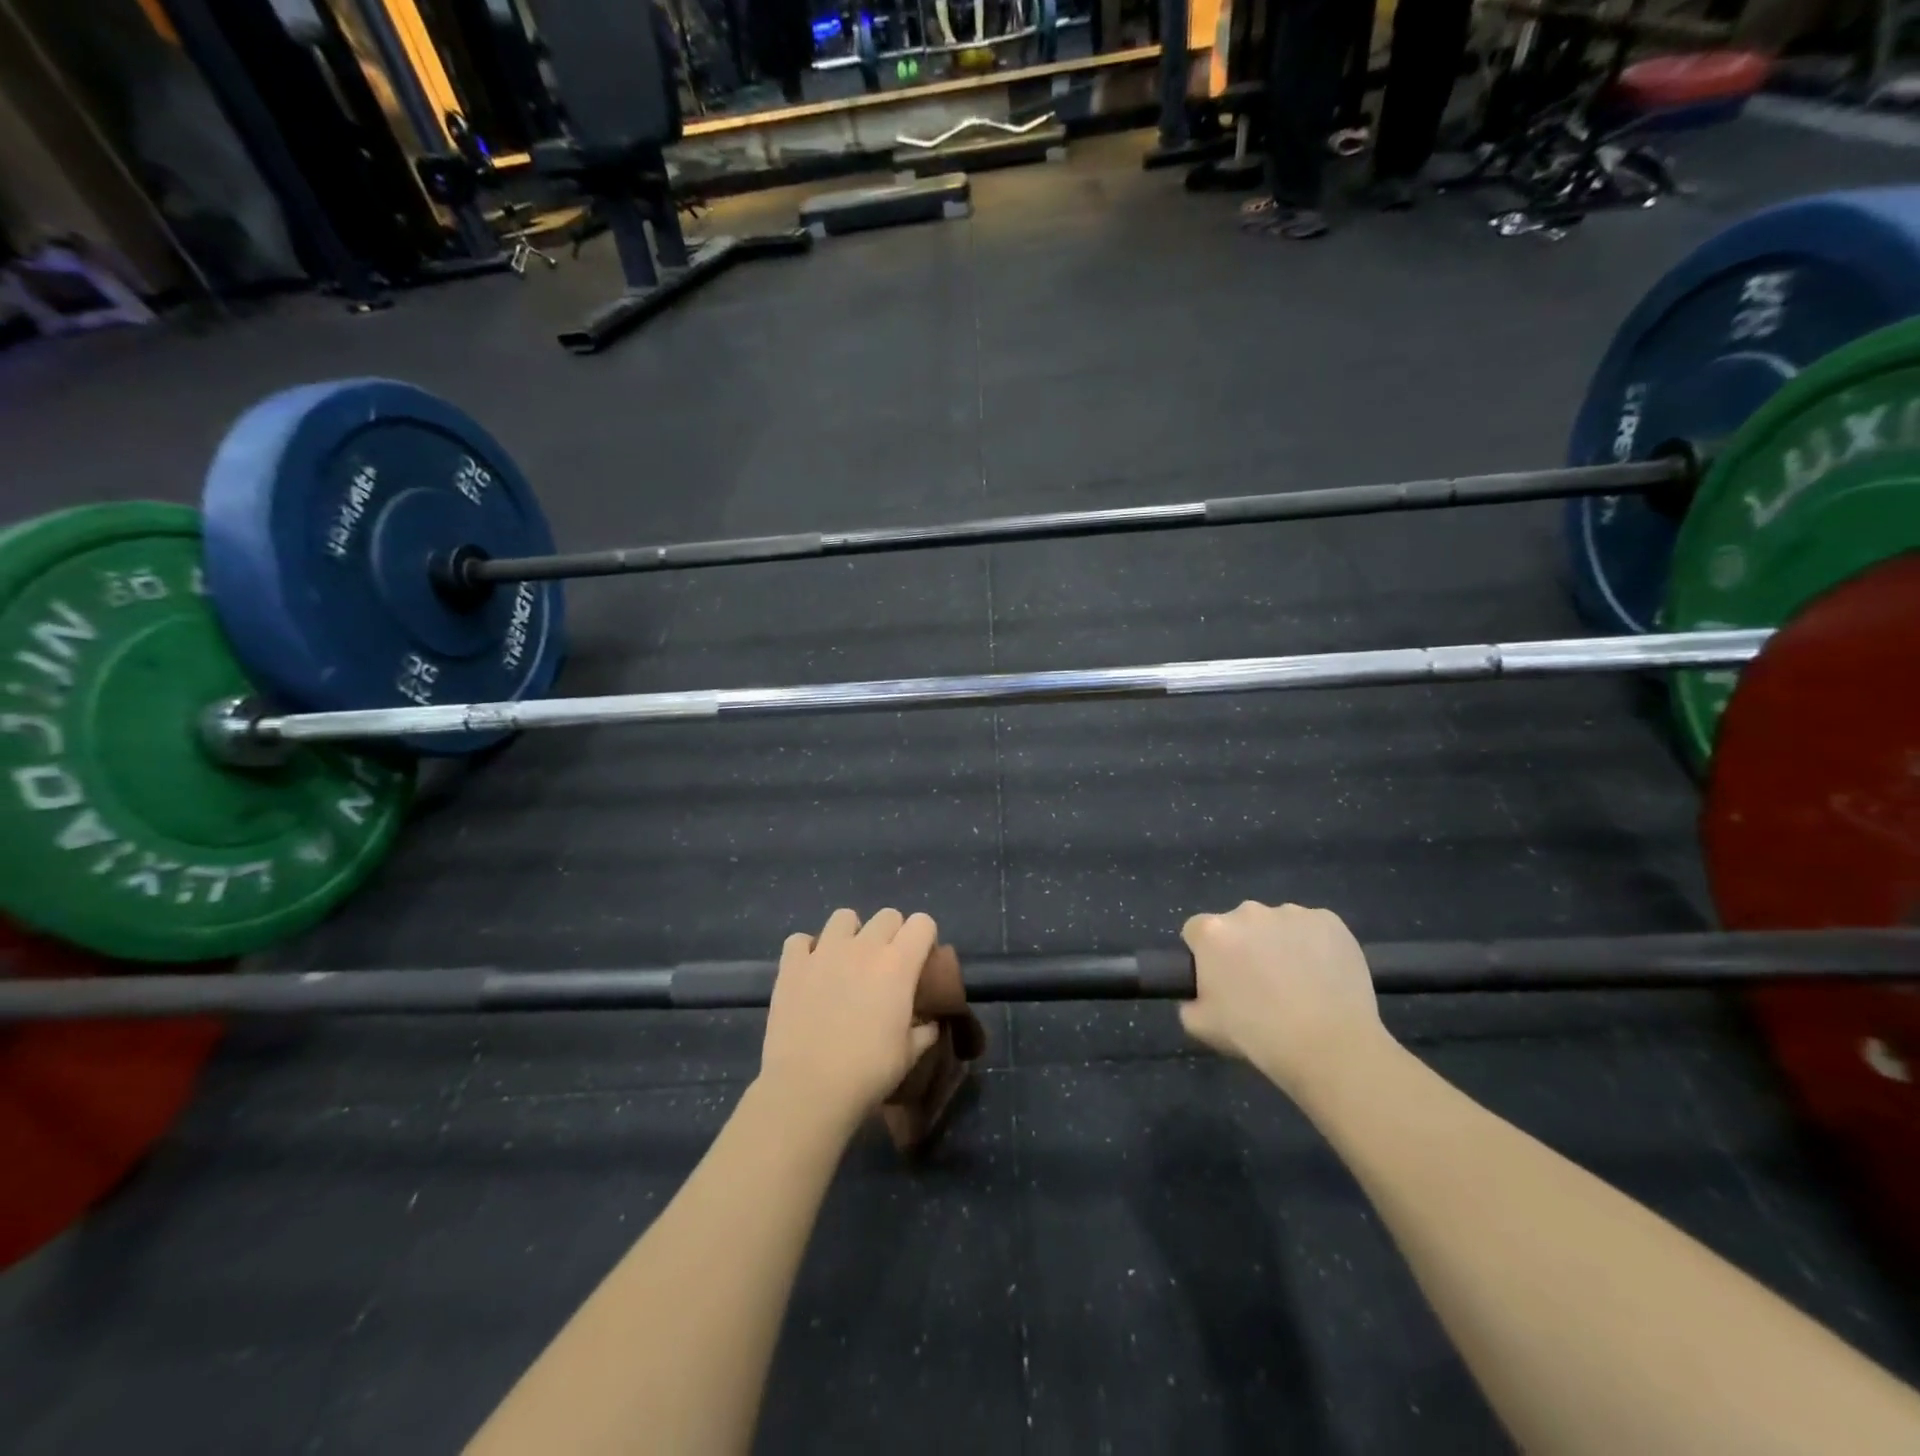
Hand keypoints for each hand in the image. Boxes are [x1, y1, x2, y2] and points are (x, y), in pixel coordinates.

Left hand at [759, 908, 942, 1131]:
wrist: (808, 1088)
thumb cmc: (868, 1072)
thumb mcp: (909, 1054)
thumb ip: (924, 1030)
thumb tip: (929, 1022)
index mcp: (898, 964)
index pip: (922, 923)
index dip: (924, 938)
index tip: (920, 960)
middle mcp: (863, 947)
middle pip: (887, 915)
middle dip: (891, 934)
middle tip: (885, 965)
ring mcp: (824, 951)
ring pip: (843, 917)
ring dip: (850, 934)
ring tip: (846, 961)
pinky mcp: (792, 965)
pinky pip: (799, 940)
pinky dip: (806, 950)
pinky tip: (810, 971)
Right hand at [1178, 901, 1390, 1098]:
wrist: (1331, 1047)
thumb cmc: (1258, 1036)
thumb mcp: (1200, 1026)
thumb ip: (1189, 1001)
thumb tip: (1199, 994)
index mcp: (1213, 931)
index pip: (1196, 931)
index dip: (1205, 955)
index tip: (1219, 980)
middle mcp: (1248, 911)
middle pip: (1237, 924)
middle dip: (1243, 946)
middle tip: (1260, 985)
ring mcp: (1292, 912)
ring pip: (1276, 924)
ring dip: (1278, 943)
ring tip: (1298, 983)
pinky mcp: (1330, 920)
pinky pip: (1312, 928)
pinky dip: (1313, 945)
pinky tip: (1323, 976)